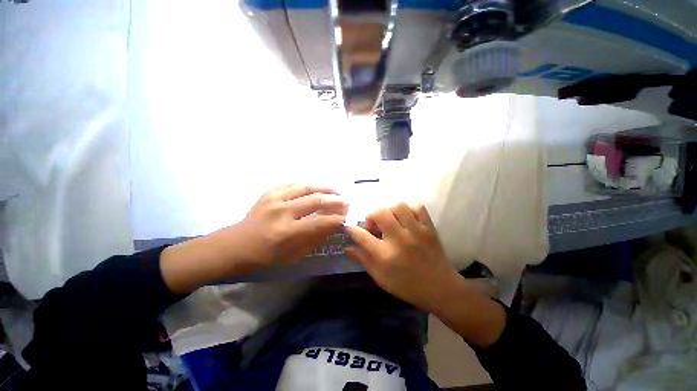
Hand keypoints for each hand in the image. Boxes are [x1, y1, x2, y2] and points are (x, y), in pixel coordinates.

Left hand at [235, 184, 347, 265]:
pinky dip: (306, 185)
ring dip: (323, 188)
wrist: (234, 245)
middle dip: (335, 201)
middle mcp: (282, 212)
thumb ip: (314, 239)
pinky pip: (291, 184)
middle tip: (346, 201)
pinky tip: (313, 188)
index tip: (346, 216)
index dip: (336, 218)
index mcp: (287, 233)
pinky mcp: (268, 193)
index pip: (320, 221)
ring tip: (334, 191)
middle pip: (315, 200)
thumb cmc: (265, 257)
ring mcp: (273, 199)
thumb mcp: (293, 256)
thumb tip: (332, 226)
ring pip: (305, 187)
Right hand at [344, 202, 463, 313]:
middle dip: (371, 216)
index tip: (348, 226)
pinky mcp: (429, 227)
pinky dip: (409, 209)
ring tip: (391, 220)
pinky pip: (418, 207)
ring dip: (390, 211)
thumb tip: (347, 248)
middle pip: (380, 213)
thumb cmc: (407, 286)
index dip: (351, 229)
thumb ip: (363, 260)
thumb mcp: (380, 278)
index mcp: (385, 255)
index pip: (362, 236)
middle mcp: (399, 239)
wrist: (440, 289)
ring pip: (398, 206)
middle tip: (374, 225)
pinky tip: (406, 218)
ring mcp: (416, 231)